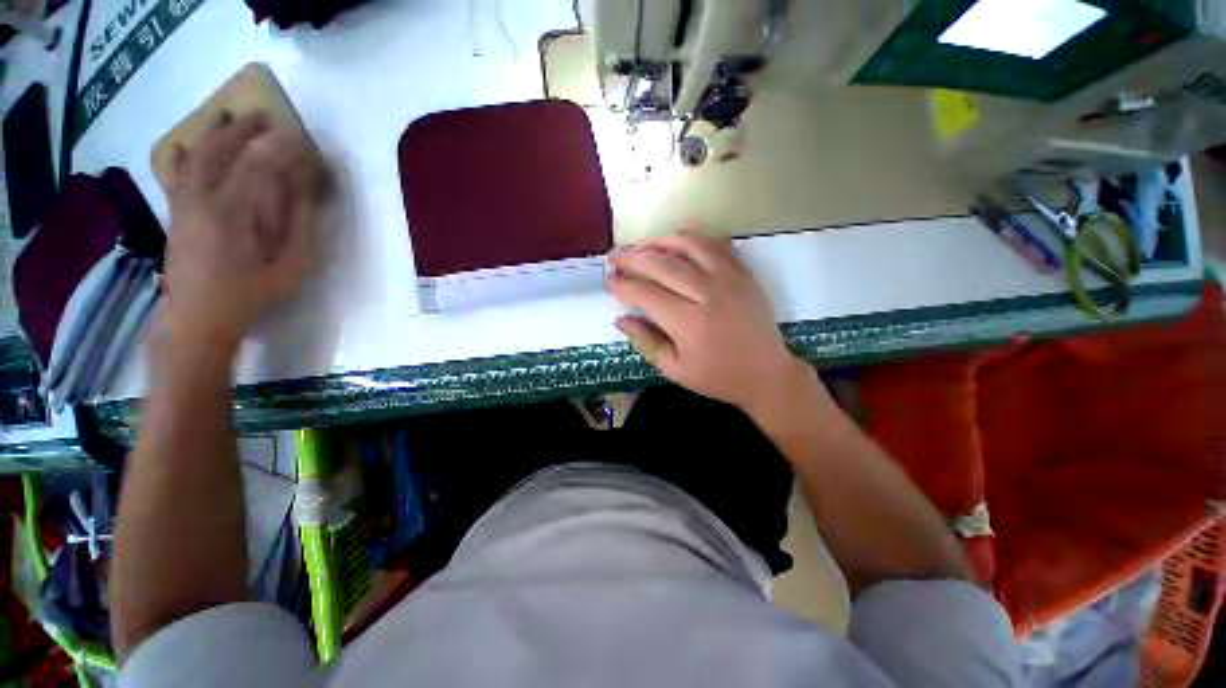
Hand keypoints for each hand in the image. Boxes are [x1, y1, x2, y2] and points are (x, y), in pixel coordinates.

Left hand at [162, 111, 324, 355]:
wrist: (199, 316)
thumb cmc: (252, 294)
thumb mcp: (290, 266)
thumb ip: (297, 226)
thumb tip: (303, 192)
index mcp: (236, 212)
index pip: (259, 165)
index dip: (280, 147)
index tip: (298, 136)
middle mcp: (204, 198)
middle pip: (222, 150)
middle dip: (245, 129)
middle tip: (266, 117)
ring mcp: (184, 203)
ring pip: (196, 155)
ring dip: (213, 132)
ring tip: (226, 115)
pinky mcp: (175, 212)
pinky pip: (175, 173)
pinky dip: (182, 154)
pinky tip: (186, 145)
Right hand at [607, 230, 813, 414]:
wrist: (767, 373)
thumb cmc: (717, 377)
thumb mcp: (674, 369)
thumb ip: (645, 341)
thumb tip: (620, 318)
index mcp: (689, 323)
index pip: (645, 294)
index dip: (623, 285)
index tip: (609, 281)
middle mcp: (708, 293)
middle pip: (662, 264)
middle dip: (632, 258)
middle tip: (614, 257)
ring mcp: (729, 277)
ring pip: (687, 245)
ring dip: (658, 241)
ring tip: (639, 245)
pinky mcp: (742, 272)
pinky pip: (714, 243)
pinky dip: (691, 236)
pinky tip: (676, 238)